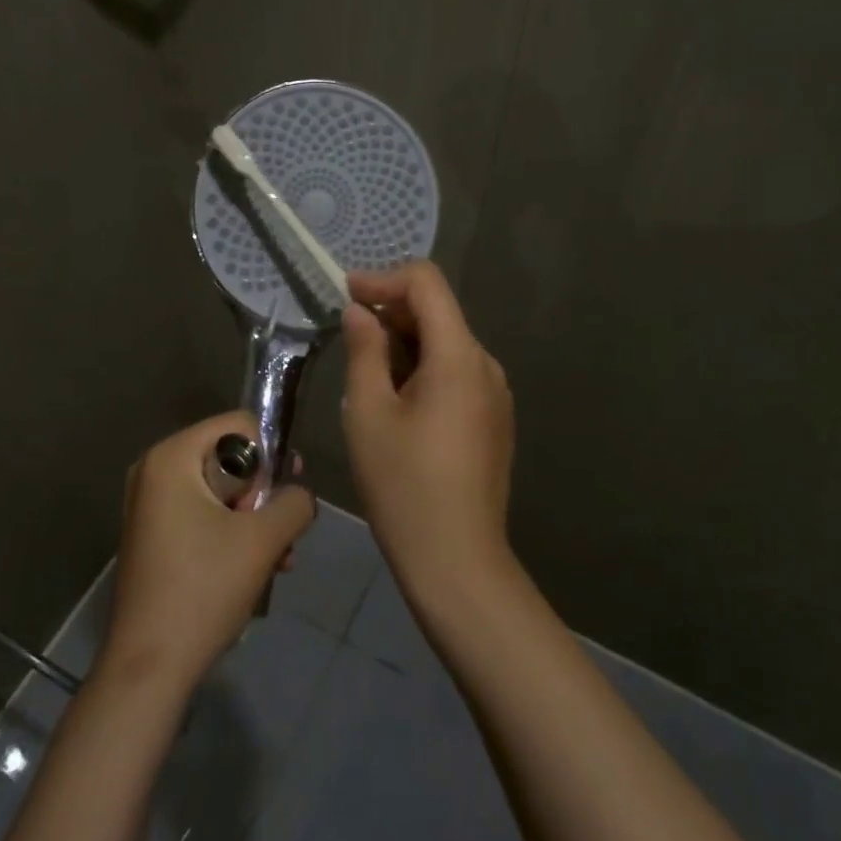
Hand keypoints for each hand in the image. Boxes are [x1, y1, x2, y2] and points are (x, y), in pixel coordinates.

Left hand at [99, 411, 316, 694]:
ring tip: (278, 561)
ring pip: (221, 492)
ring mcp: (150, 504)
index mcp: (172, 456)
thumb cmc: (204, 590)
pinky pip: (203, 515)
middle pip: (230, 459)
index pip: (240, 425)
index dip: (271, 456)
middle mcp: (154, 470)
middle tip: (281, 534)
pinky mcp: (154, 535)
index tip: (283, 496)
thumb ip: (294, 503)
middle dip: (263, 496)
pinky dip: (231, 536)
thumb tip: (300, 494)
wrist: (149, 668)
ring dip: (254, 522)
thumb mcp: (263, 540)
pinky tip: (256, 572)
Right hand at [341, 261, 515, 604]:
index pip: (427, 283)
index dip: (383, 279)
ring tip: (366, 375)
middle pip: (438, 312)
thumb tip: (360, 311)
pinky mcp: (493, 419)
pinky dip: (423, 369)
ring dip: (404, 343)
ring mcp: (495, 394)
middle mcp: (485, 365)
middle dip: (390, 312)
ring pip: (446, 344)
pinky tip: (395, 401)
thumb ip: (364, 351)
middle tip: (347, 336)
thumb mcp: (369, 412)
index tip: (346, 296)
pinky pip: (456, 374)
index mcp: (459, 356)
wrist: (457, 562)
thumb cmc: (404, 485)